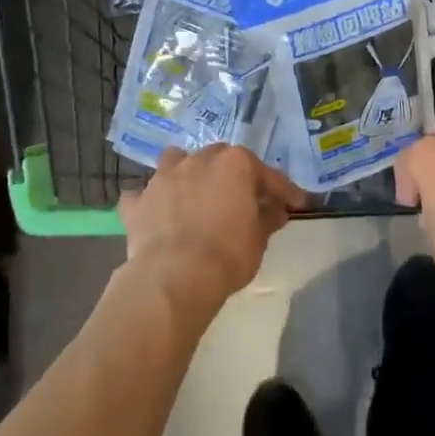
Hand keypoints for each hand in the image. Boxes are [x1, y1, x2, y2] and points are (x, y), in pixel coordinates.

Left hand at [120, 145, 305, 321]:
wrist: (174, 277)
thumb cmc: (227, 255)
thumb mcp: (259, 240)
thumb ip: (268, 218)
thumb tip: (276, 211)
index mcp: (235, 164)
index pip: (267, 175)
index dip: (284, 191)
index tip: (296, 204)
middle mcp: (198, 160)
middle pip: (220, 158)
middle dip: (232, 175)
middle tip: (242, 199)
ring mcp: (163, 177)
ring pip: (176, 162)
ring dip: (186, 173)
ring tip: (193, 193)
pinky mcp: (138, 202)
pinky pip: (142, 195)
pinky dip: (150, 202)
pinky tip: (156, 213)